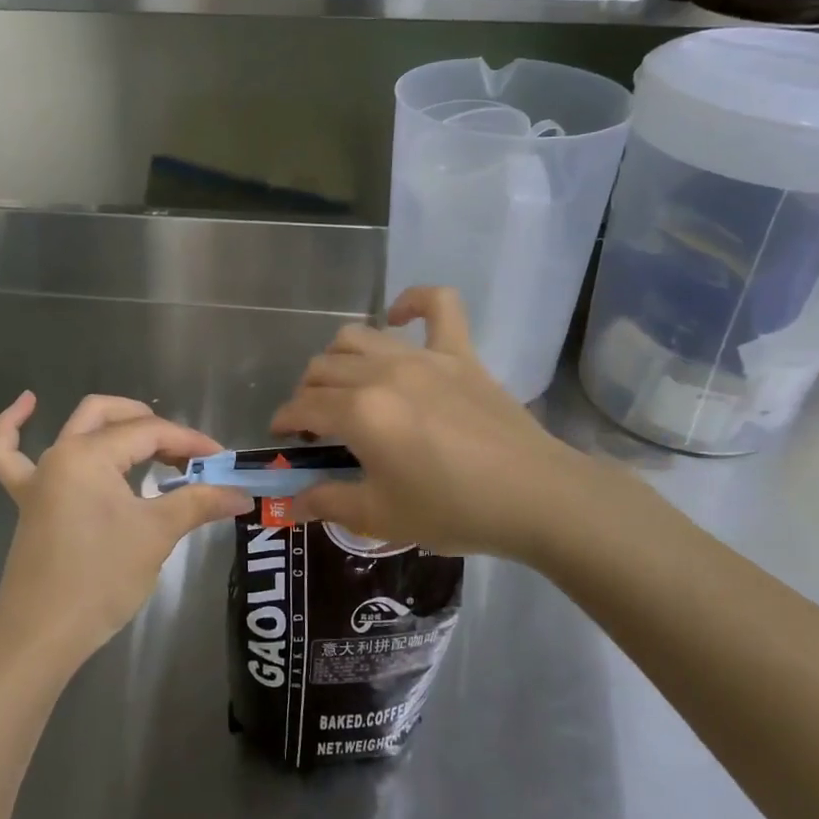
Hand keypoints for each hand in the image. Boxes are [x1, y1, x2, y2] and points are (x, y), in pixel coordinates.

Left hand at [0, 392, 251, 668]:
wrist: (41, 637)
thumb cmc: (100, 580)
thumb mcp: (156, 535)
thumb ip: (198, 504)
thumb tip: (242, 494)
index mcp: (90, 454)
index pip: (150, 433)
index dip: (190, 441)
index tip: (222, 461)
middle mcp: (61, 454)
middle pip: (112, 417)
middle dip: (154, 427)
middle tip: (188, 455)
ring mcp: (38, 477)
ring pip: (74, 428)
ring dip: (111, 424)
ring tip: (146, 435)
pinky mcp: (27, 502)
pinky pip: (8, 455)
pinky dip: (14, 427)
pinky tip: (28, 404)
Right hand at [270, 287, 652, 565]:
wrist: (534, 497)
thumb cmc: (452, 510)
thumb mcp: (381, 516)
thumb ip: (328, 503)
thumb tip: (290, 504)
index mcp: (359, 412)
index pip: (303, 406)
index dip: (284, 421)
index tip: (284, 438)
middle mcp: (382, 372)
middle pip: (323, 368)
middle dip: (307, 394)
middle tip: (317, 425)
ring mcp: (423, 356)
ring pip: (359, 336)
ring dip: (339, 358)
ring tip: (347, 384)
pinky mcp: (460, 352)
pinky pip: (438, 304)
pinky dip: (413, 302)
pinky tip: (400, 316)